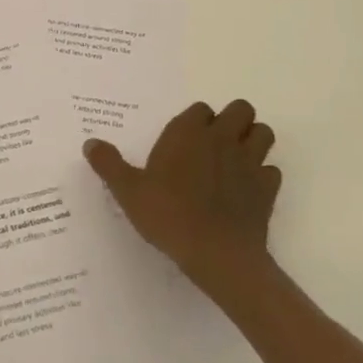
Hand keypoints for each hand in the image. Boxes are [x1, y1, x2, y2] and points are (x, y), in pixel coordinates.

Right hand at [85, 99, 280, 302]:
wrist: (216, 254)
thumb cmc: (168, 215)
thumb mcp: (128, 191)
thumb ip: (109, 164)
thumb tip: (90, 143)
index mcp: (188, 133)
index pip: (200, 108)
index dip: (196, 120)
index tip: (186, 139)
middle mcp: (222, 138)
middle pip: (241, 109)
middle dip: (233, 120)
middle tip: (215, 143)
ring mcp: (249, 162)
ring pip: (264, 133)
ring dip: (254, 140)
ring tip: (236, 159)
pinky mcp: (268, 188)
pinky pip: (272, 170)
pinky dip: (264, 176)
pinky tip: (248, 190)